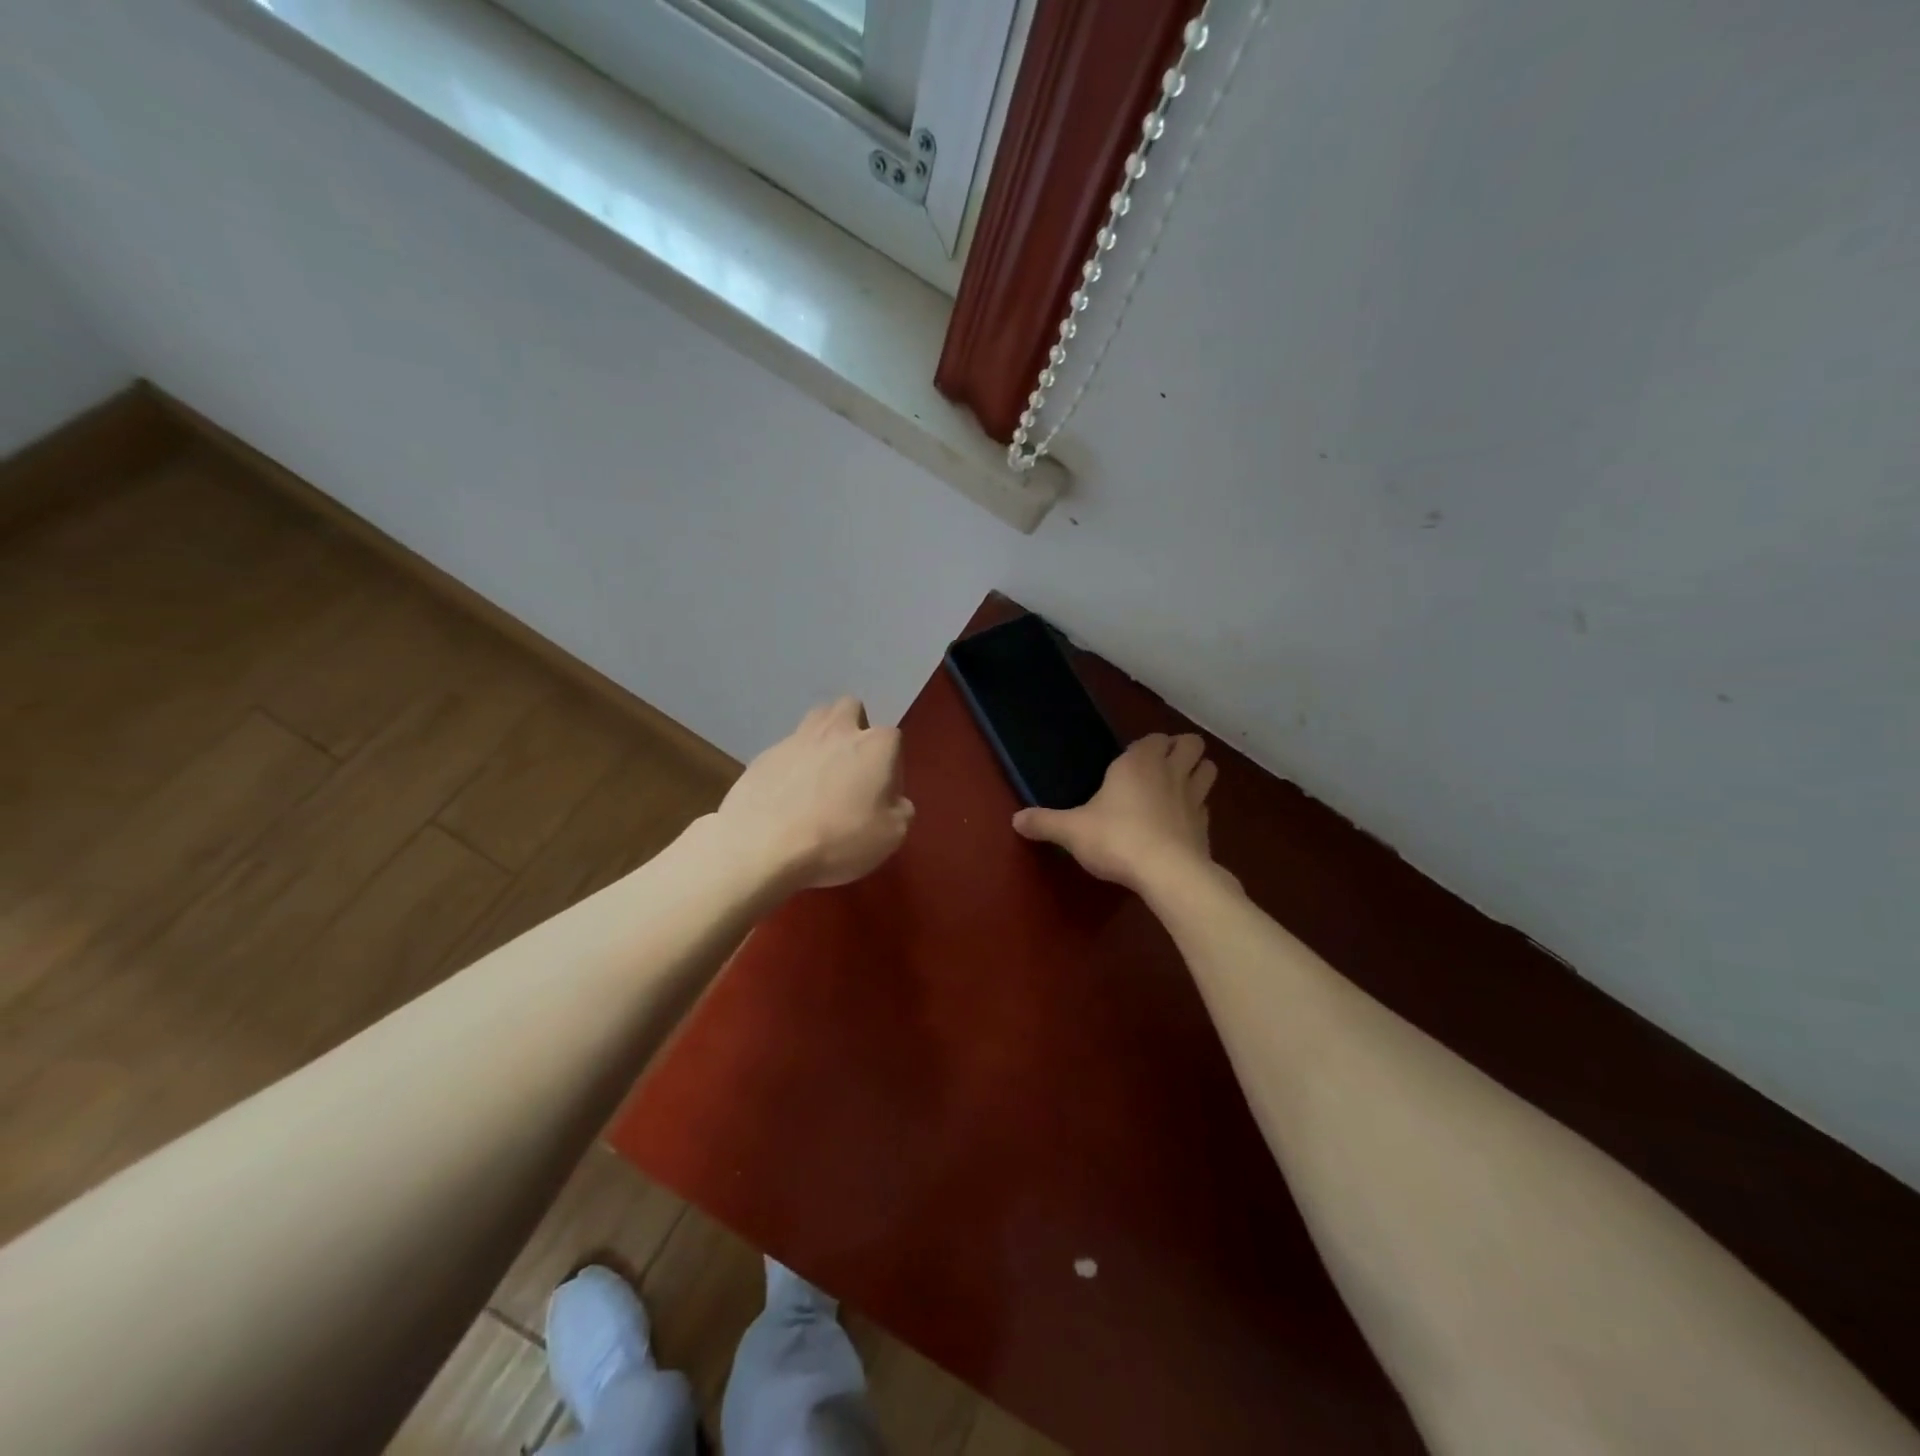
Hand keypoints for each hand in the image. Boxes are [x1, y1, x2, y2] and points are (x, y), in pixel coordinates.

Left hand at [716, 696, 913, 890]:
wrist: (763, 845)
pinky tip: (787, 798)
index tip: (882, 795)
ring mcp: (796, 739)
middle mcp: (837, 730)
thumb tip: (893, 802)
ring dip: (822, 739)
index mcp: (875, 745)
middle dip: (855, 729)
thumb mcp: (891, 836)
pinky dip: (791, 767)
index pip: (893, 739)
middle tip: (852, 769)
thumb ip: (900, 811)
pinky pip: (786, 752)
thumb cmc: (839, 838)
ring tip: (819, 777)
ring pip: (815, 721)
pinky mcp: (763, 755)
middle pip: (850, 709)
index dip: (891, 766)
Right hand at [1012, 733, 1218, 893]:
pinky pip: (1206, 806)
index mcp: (1138, 763)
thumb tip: (1016, 820)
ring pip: (1208, 769)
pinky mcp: (1206, 826)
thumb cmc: (1116, 839)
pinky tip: (1180, 824)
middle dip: (1180, 750)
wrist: (1166, 873)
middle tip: (1160, 768)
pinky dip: (1197, 809)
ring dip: (1197, 772)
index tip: (1129, 762)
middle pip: (1191, 743)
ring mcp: (1194, 798)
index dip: (1146, 746)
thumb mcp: (1072, 831)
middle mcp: (1170, 772)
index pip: (1153, 738)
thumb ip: (1045, 822)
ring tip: (1177, 788)